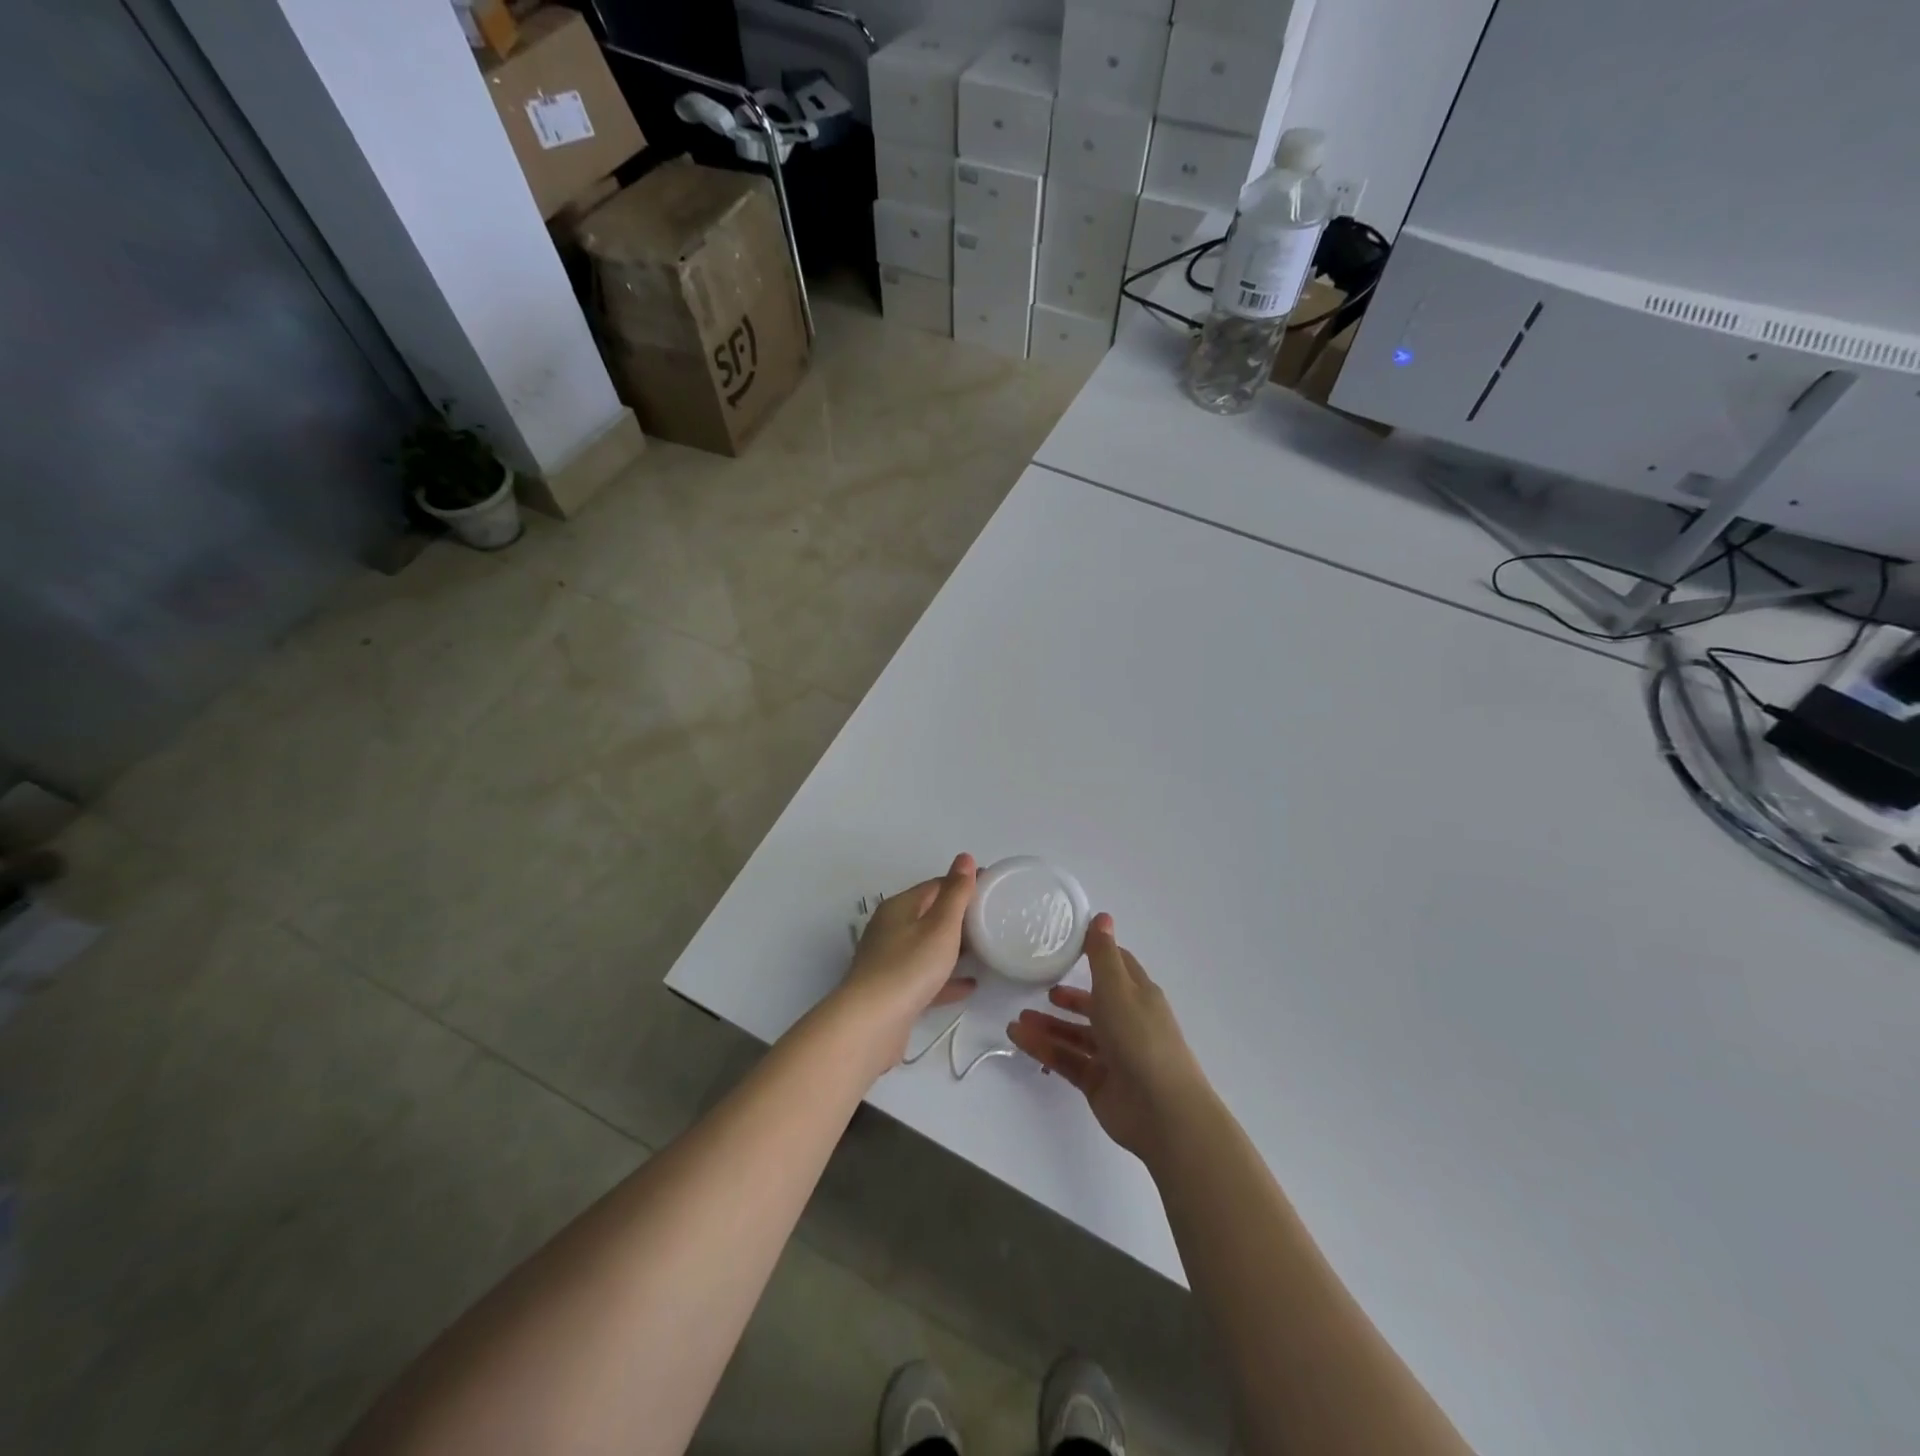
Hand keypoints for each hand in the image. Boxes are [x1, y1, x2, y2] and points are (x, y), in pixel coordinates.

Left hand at [836, 854, 977, 1074]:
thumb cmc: (909, 967)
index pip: (935, 885)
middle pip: (929, 915)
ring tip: (984, 949)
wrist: (871, 1024)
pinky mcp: (892, 992)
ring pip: (926, 947)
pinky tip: (969, 985)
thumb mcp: (940, 926)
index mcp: (900, 907)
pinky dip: (945, 978)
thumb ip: (956, 893)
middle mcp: (890, 929)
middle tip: (993, 919)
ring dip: (953, 947)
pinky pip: (924, 977)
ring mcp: (889, 961)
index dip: (963, 884)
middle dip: (959, 916)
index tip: (992, 888)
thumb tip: (964, 857)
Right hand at [1007, 913, 1208, 1160]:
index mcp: (1138, 995)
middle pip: (1094, 1004)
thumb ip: (1103, 955)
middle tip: (1040, 988)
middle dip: (1067, 997)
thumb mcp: (1118, 988)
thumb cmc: (1140, 1038)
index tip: (1067, 944)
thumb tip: (1102, 915)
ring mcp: (1113, 1055)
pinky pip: (1067, 1059)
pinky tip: (1019, 1038)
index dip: (1096, 954)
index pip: (1117, 967)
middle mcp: (1127, 1022)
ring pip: (1076, 1034)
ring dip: (1049, 1025)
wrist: (1162, 1111)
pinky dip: (1044, 1048)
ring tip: (1018, 1019)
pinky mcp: (1099, 1082)